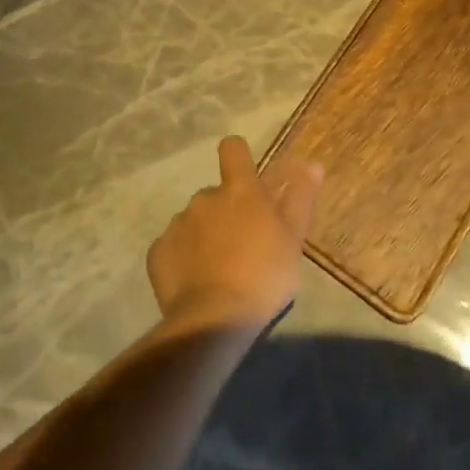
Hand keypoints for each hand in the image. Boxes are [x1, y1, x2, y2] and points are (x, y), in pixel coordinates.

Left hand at [148, 138, 322, 334]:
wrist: (214, 320)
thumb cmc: (263, 274)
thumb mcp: (293, 238)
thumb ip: (300, 197)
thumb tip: (312, 164)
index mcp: (239, 190)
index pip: (233, 149)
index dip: (237, 156)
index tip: (245, 174)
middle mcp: (205, 198)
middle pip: (215, 194)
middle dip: (225, 212)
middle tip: (241, 245)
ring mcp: (178, 223)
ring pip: (193, 221)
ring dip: (204, 236)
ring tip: (217, 269)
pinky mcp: (158, 252)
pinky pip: (172, 247)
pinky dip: (182, 258)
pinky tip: (194, 282)